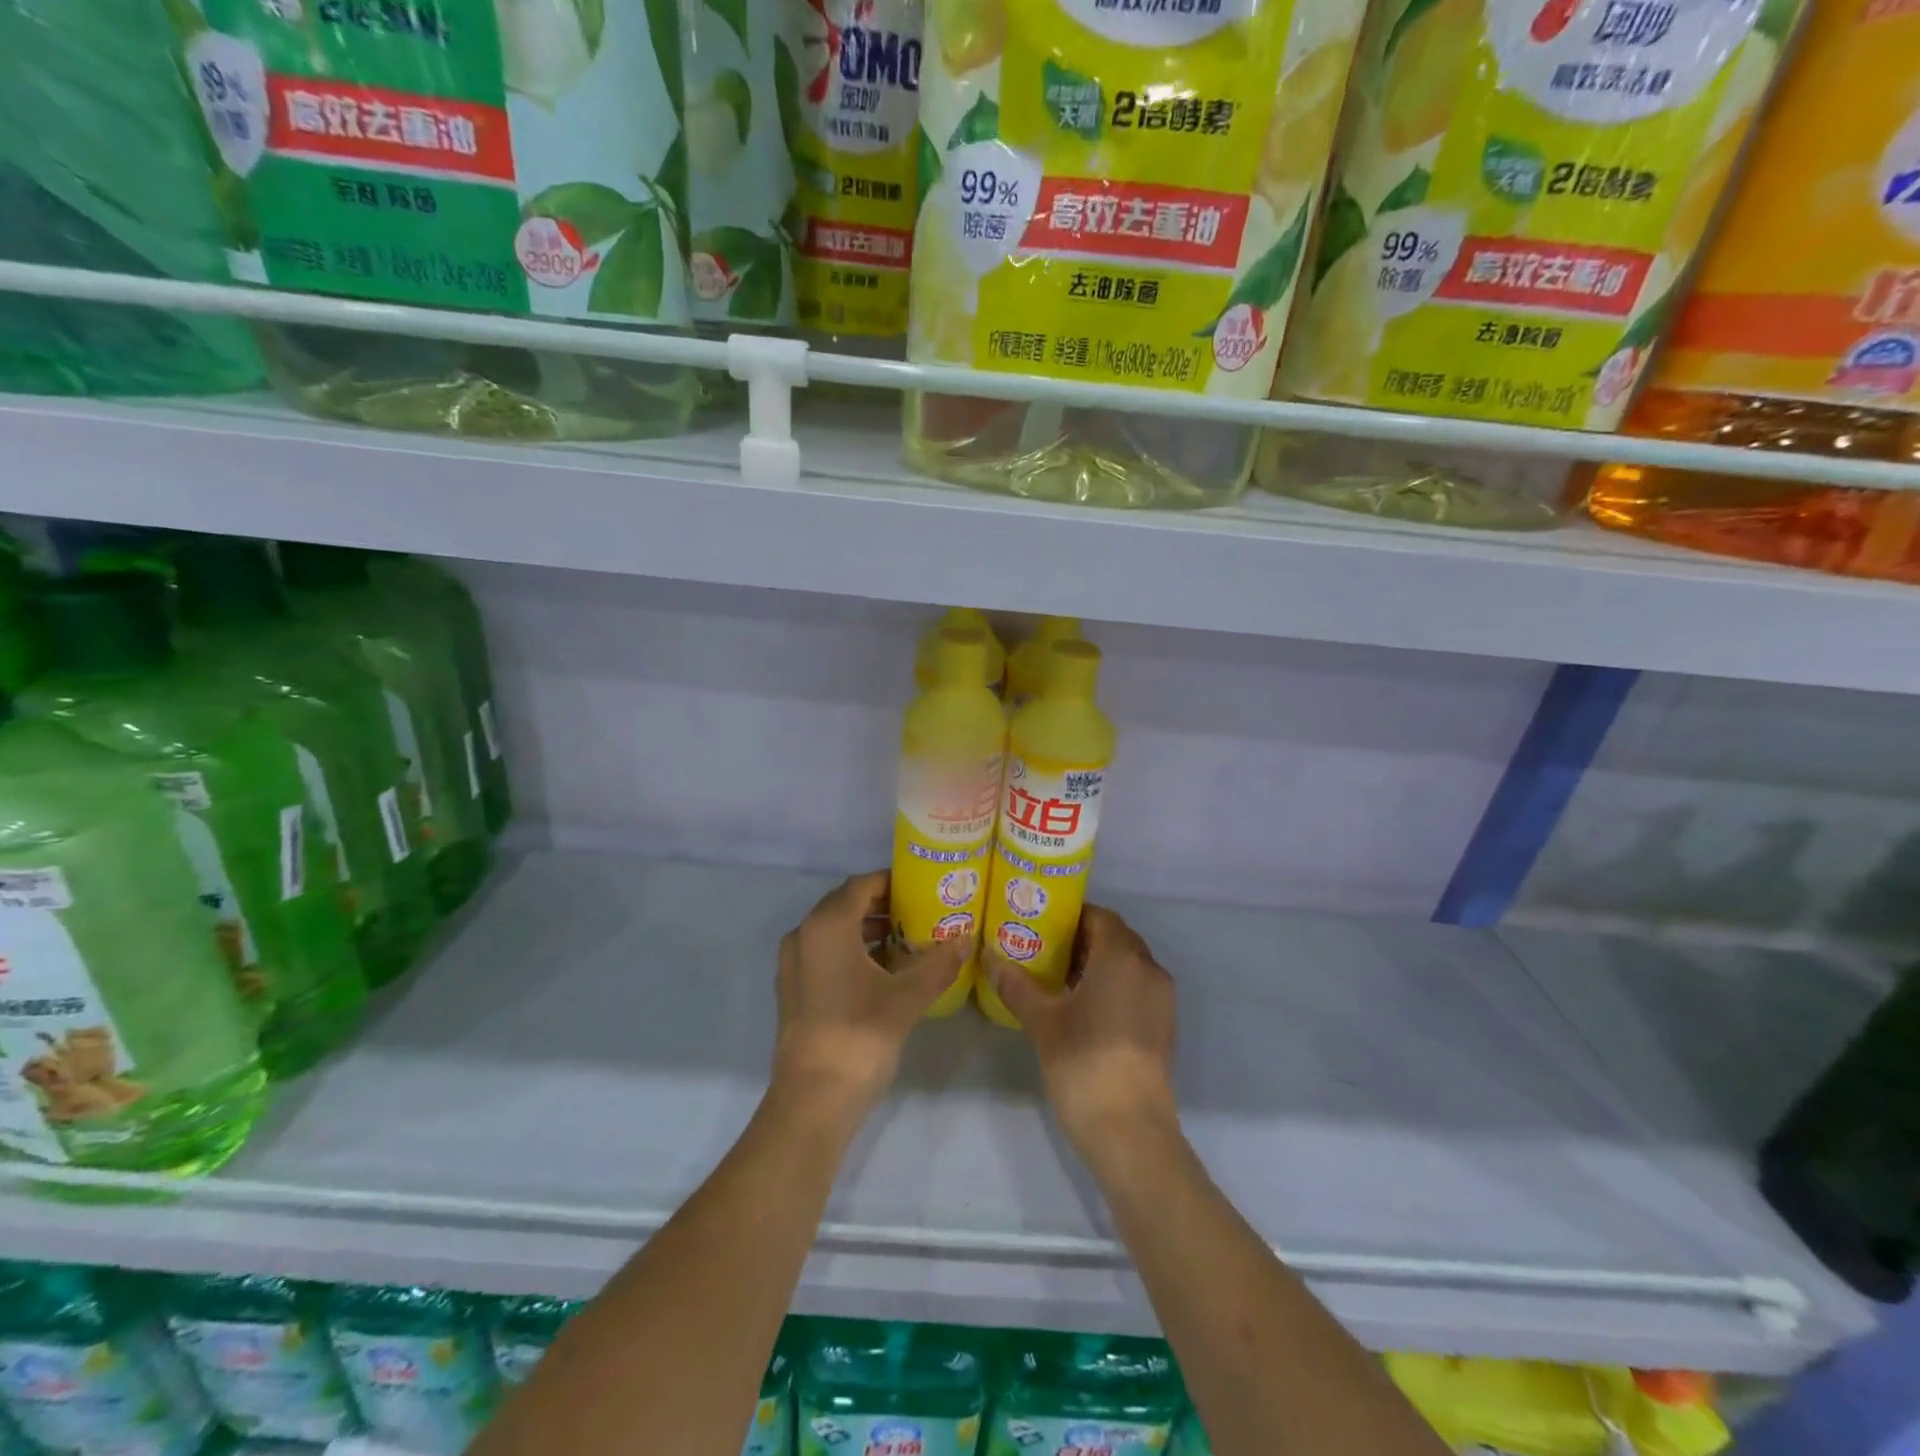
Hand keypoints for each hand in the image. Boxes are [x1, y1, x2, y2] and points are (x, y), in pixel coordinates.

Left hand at [772, 871, 967, 1115]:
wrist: (813, 1097)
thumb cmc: (861, 1034)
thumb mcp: (908, 996)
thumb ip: (938, 963)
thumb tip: (965, 940)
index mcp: (828, 925)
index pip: (862, 884)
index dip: (892, 882)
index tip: (923, 889)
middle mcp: (804, 934)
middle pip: (845, 904)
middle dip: (882, 904)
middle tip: (920, 912)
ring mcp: (793, 963)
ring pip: (833, 930)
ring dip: (867, 928)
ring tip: (906, 940)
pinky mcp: (793, 989)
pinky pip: (824, 952)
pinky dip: (850, 950)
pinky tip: (881, 969)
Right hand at [985, 905, 1178, 1156]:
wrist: (1130, 1130)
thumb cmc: (1083, 1063)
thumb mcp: (1042, 1021)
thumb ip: (1016, 985)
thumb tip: (989, 957)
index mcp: (1122, 957)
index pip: (1100, 916)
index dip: (1071, 916)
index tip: (1041, 923)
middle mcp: (1148, 968)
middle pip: (1116, 937)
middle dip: (1083, 938)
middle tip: (1044, 948)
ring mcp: (1161, 998)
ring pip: (1128, 963)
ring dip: (1098, 962)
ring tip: (1059, 976)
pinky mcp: (1163, 1024)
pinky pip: (1137, 986)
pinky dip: (1113, 984)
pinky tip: (1083, 1004)